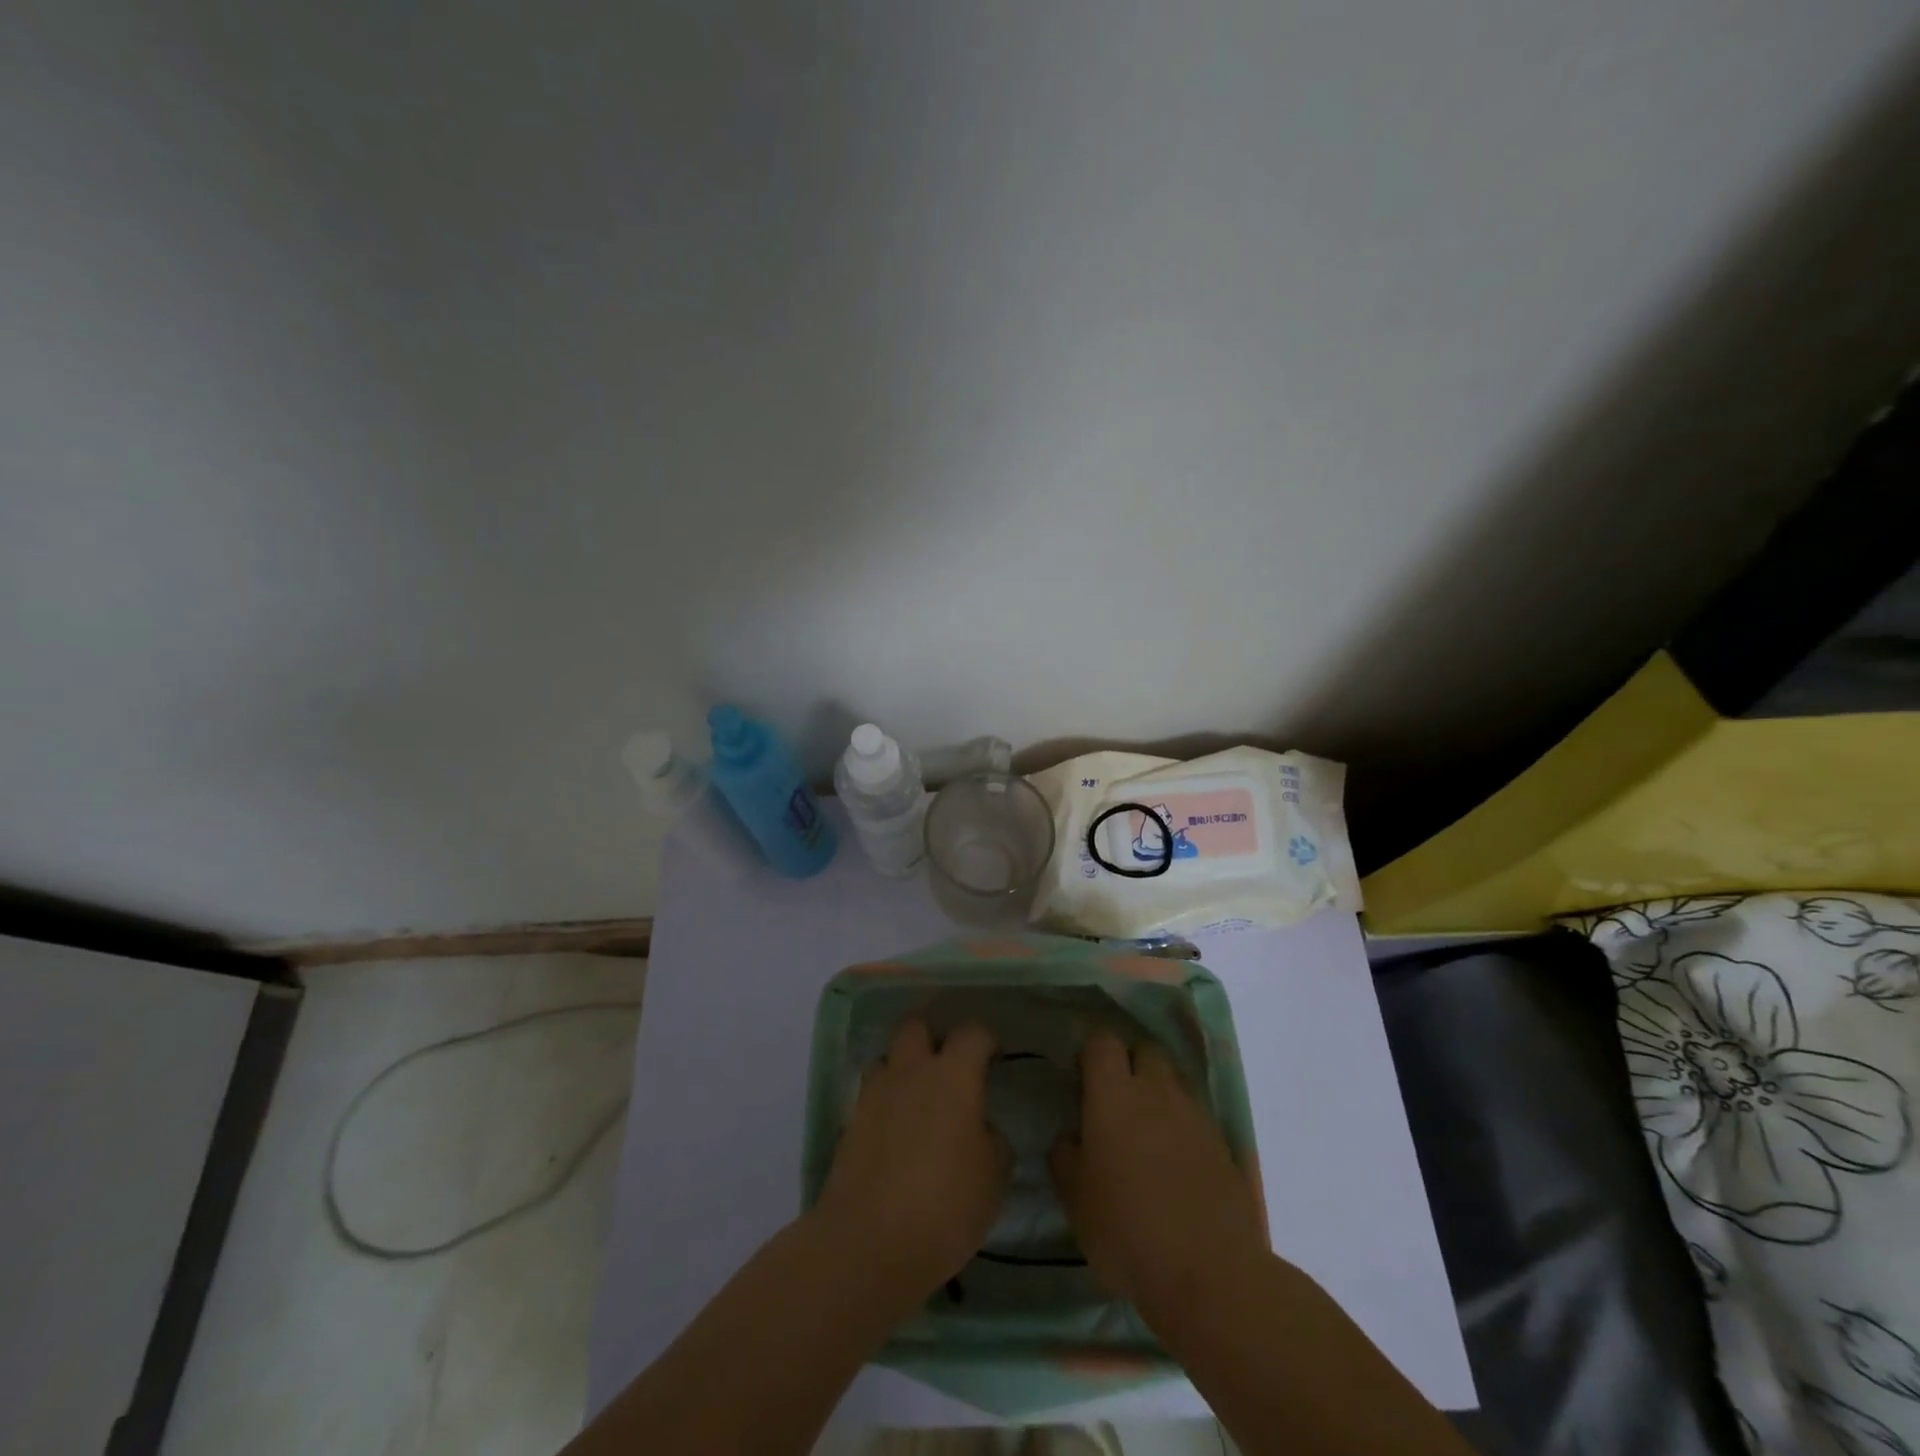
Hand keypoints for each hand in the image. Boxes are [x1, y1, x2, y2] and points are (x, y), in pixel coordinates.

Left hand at [813, 1019, 1010, 1308]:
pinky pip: (871, 1096)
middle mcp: (911, 1071)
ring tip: (919, 1103)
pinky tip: (897, 1136)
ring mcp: (875, 1094)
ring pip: (888, 1059)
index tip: (993, 1059)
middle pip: (916, 1027)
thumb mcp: (993, 1178)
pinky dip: (885, 1105)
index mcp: (953, 1075)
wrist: (869, 1243)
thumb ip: (992, 1141)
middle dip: (933, 1038)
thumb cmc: (945, 1205)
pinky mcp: (850, 1122)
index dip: (985, 1041)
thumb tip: (982, 1128)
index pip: (972, 1032)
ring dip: (903, 1070)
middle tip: (949, 1070)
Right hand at [1051, 1028, 1267, 1323]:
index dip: (1092, 1053)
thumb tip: (1070, 1136)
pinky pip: (1197, 1117)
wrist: (1209, 1272)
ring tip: (1148, 1135)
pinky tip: (1177, 1164)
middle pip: (1145, 1051)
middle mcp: (1156, 1091)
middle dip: (1131, 1064)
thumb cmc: (1126, 1229)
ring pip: (1174, 1082)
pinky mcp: (1223, 1144)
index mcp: (1113, 1094)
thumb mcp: (1075, 1198)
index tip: (1083, 1078)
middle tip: (1117, 1101)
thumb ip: (1066, 1156)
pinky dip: (1184, 1128)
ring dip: (1159, 1095)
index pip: (1102, 1041)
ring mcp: (1195, 1115)